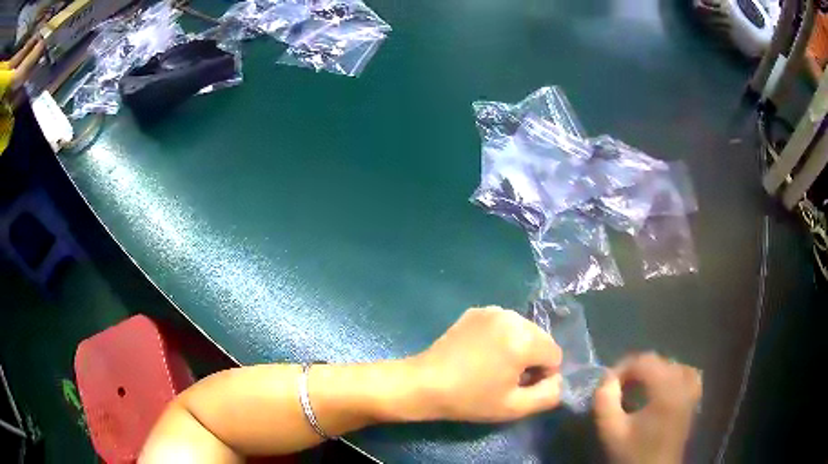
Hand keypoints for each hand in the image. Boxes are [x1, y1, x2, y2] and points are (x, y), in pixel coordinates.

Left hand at [410, 306, 562, 422]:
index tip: (518, 387)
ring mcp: (492, 310)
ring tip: (493, 367)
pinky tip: (480, 354)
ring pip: (524, 331)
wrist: (424, 384)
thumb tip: (557, 379)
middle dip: (532, 359)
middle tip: (505, 379)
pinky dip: (501, 338)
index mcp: (524, 338)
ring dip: (518, 348)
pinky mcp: (476, 311)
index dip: (542, 376)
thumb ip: (549, 395)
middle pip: (541, 340)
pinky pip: (504, 324)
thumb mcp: (514, 407)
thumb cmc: (470, 399)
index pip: (555, 355)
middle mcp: (512, 316)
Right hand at [594, 353, 701, 463]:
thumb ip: (605, 402)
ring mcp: (691, 392)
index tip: (607, 385)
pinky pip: (688, 375)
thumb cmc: (633, 454)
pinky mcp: (693, 401)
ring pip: (673, 366)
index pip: (644, 361)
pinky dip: (675, 375)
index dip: (622, 368)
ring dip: (654, 373)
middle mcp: (683, 384)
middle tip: (618, 389)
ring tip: (638, 389)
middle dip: (635, 371)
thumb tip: (606, 379)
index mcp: (666, 390)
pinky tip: (664, 387)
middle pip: (659, 361)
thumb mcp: (611, 431)